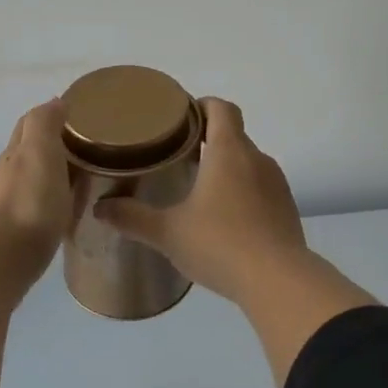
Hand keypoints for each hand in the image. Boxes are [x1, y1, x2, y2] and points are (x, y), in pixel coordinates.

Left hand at [0, 100, 78, 278]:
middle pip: (26, 153)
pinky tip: (59, 214)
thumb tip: (54, 101)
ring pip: (27, 182)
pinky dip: (45, 204)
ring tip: (77, 183)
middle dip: (49, 147)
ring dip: (47, 178)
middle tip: (83, 151)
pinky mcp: (9, 235)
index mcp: (14, 153)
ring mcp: (2, 206)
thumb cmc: (28, 203)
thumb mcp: (40, 152)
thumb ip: (45, 123)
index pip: (29, 124)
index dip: (50, 117)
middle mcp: (4, 175)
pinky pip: (31, 209)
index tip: (77, 119)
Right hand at [94, 98, 307, 302]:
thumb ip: (133, 217)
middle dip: (208, 139)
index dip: (202, 105)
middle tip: (178, 155)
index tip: (180, 117)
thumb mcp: (168, 233)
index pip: (222, 108)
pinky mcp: (286, 209)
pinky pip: (261, 188)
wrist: (279, 281)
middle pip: (234, 135)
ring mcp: (277, 184)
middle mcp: (257, 159)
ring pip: (248, 163)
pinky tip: (225, 219)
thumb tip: (100, 208)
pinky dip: (243, 193)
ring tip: (199, 189)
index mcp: (229, 152)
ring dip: (227, 168)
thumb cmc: (220, 245)